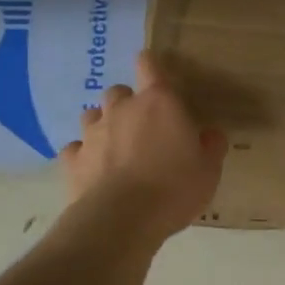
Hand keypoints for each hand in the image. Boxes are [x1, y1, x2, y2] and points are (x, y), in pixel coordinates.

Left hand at [59, 51, 227, 243]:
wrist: (122, 219)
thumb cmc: (174, 188)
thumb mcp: (209, 170)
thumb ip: (211, 146)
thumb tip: (210, 134)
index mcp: (159, 102)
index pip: (149, 65)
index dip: (150, 65)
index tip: (155, 75)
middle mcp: (122, 108)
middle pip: (118, 91)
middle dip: (128, 104)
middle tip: (142, 127)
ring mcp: (93, 133)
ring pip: (92, 115)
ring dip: (103, 125)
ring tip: (115, 147)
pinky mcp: (72, 159)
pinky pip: (76, 149)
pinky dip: (84, 155)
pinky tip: (93, 170)